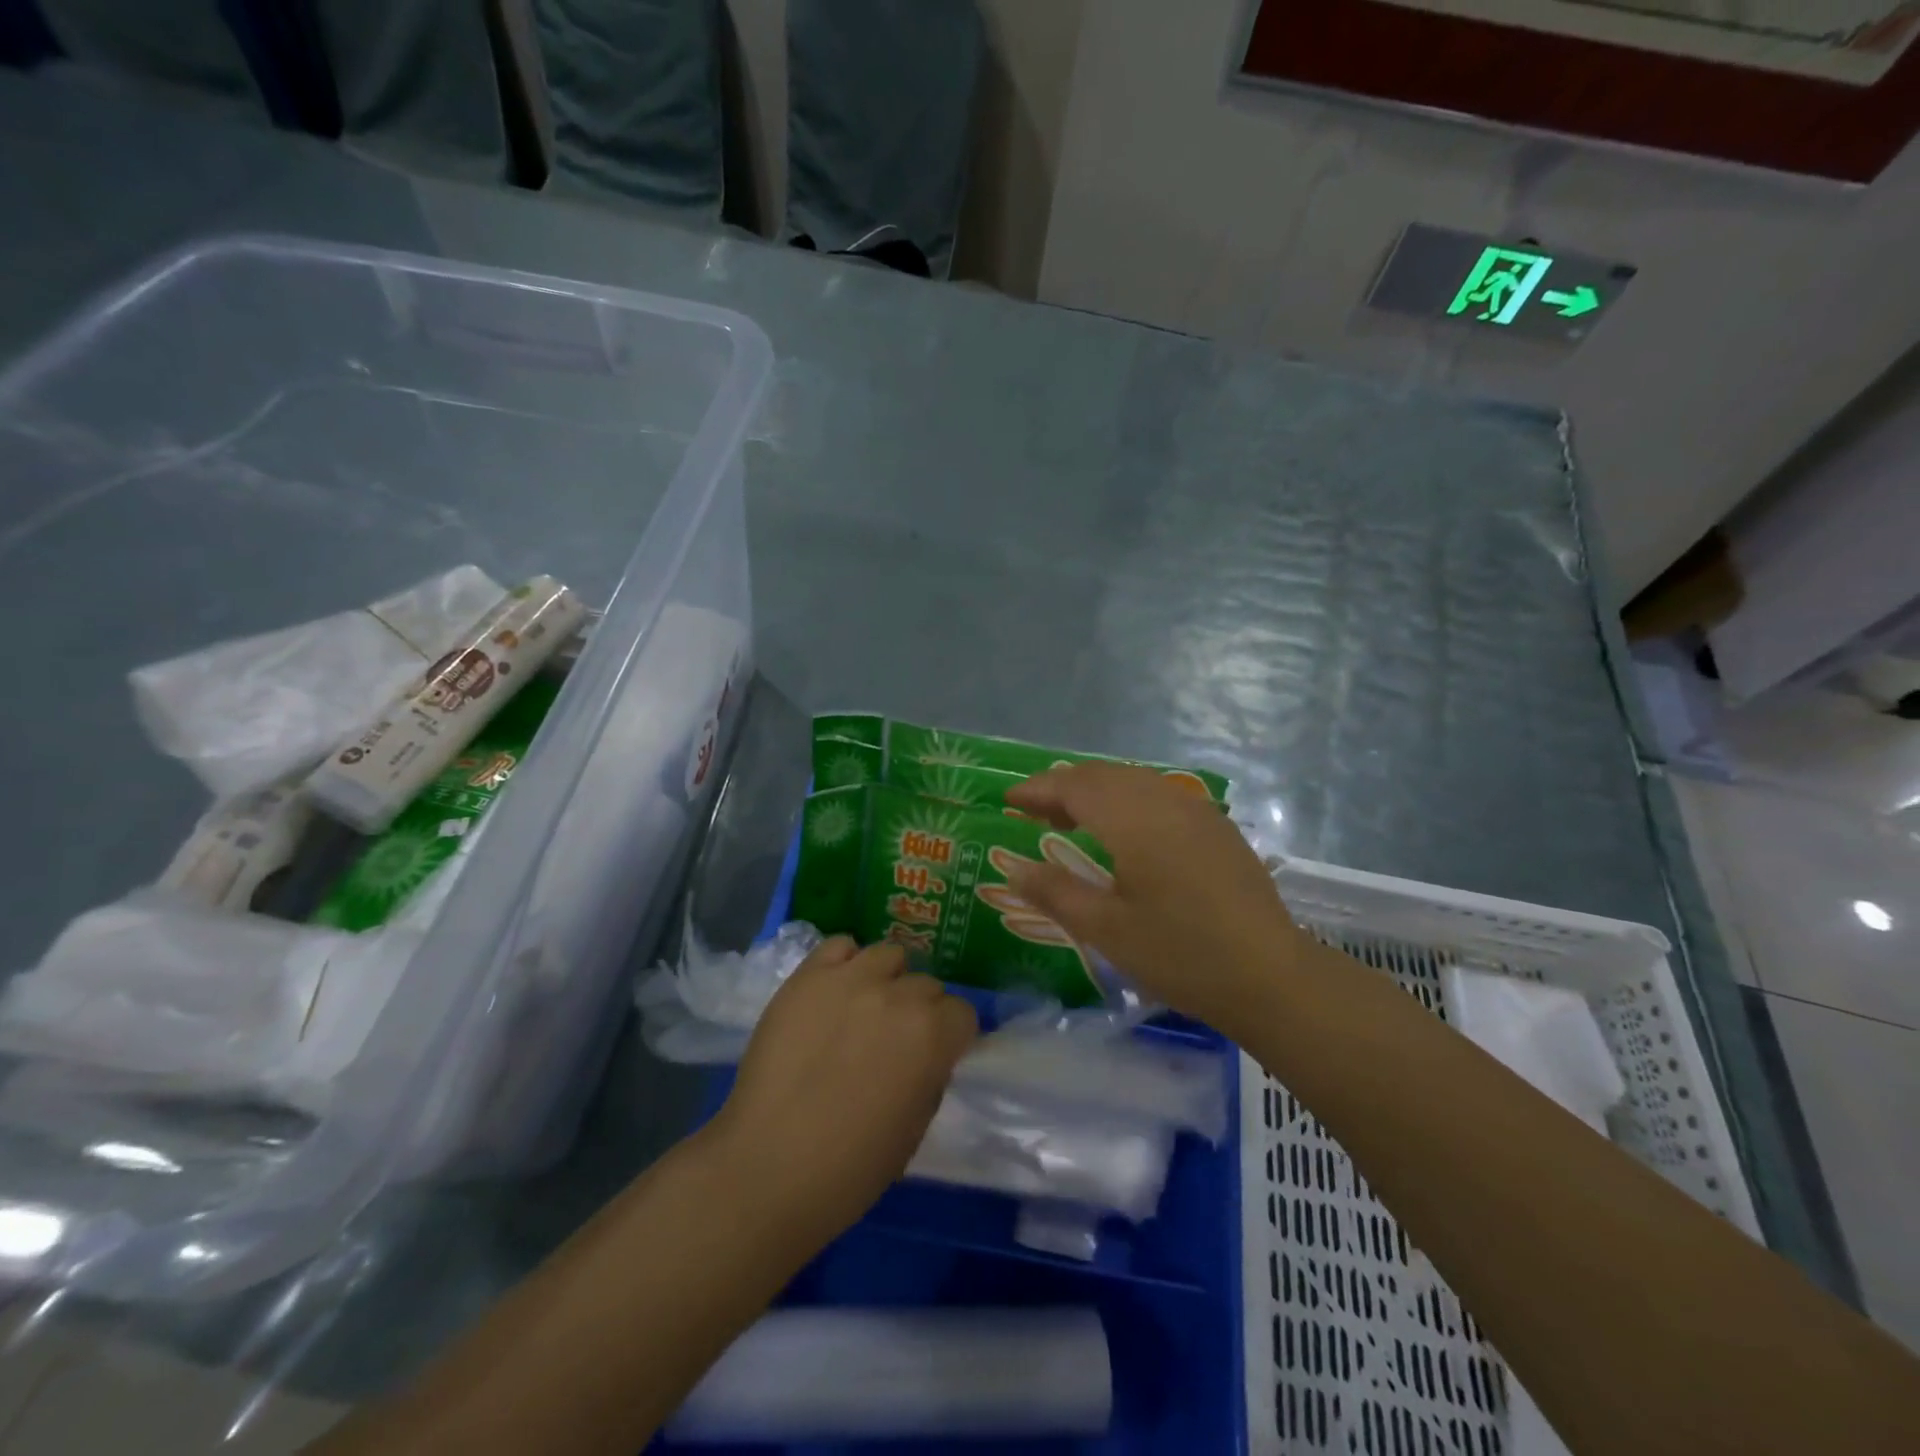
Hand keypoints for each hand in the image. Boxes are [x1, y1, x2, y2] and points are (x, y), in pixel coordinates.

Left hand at [711, 937, 977, 1241]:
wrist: (769, 1165)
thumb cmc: (851, 1166)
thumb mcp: (916, 1127)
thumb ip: (930, 1076)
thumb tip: (928, 1055)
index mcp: (933, 1035)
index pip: (962, 1013)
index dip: (950, 1036)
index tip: (934, 1055)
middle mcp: (899, 995)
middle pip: (926, 984)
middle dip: (918, 1010)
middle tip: (893, 1040)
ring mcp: (851, 979)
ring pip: (887, 956)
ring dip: (886, 980)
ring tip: (864, 1009)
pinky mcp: (808, 975)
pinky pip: (839, 946)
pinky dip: (844, 963)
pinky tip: (835, 991)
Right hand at [1003, 763, 1305, 1037]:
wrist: (1270, 976)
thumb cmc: (1180, 954)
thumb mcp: (1106, 930)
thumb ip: (1055, 893)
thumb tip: (1015, 869)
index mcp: (1134, 819)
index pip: (1074, 786)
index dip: (1038, 788)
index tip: (1008, 798)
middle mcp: (1165, 801)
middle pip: (1104, 775)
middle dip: (1064, 786)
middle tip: (1034, 812)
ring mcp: (1197, 811)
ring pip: (1134, 781)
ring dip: (1097, 792)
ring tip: (1073, 820)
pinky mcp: (1217, 828)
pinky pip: (1160, 796)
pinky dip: (1129, 801)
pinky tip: (1126, 833)